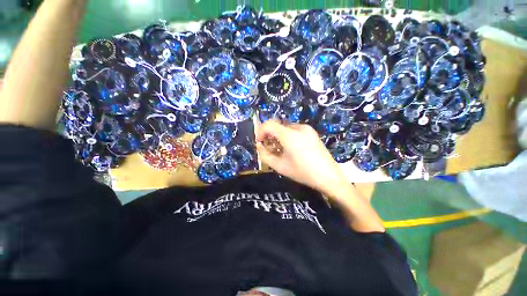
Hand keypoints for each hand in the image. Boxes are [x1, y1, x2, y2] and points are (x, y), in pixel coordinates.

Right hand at [256, 120, 347, 194]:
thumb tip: (259, 146)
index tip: (259, 142)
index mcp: (289, 135)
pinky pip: (294, 130)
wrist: (329, 176)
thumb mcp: (280, 166)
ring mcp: (307, 129)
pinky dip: (287, 136)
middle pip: (277, 125)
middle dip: (269, 134)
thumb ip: (265, 155)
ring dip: (278, 135)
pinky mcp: (312, 132)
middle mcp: (298, 127)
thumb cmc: (303, 172)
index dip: (260, 131)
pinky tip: (290, 147)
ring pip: (285, 127)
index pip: (269, 124)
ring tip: (279, 148)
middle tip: (268, 147)